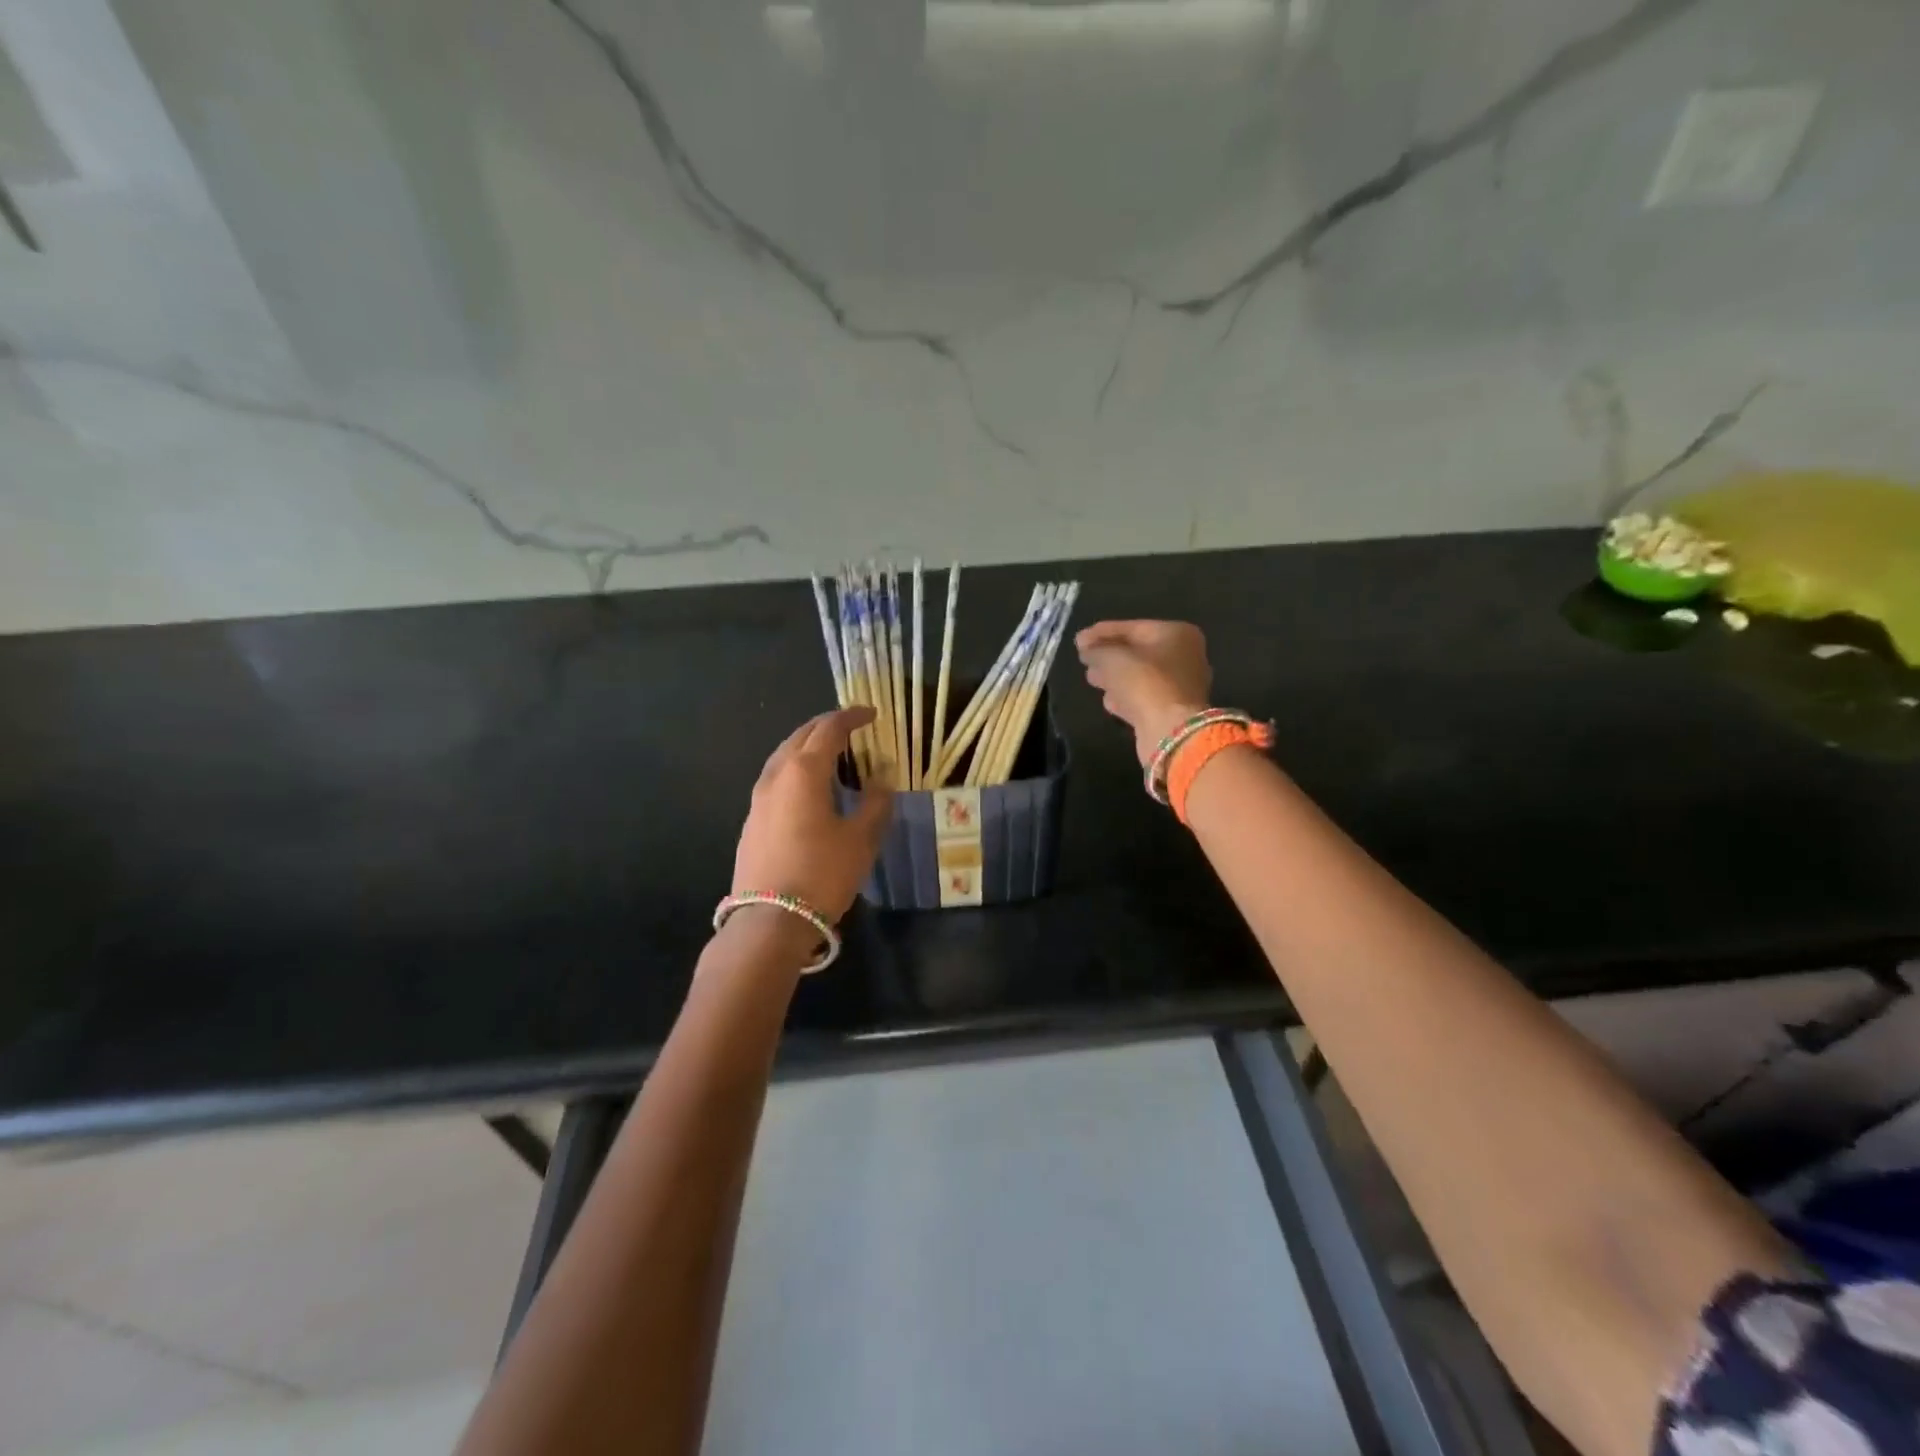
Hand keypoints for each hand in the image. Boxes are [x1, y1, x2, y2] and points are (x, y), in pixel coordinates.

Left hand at [732, 706, 892, 923]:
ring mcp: (758, 799)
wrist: (769, 921)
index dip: (851, 717)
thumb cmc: (822, 873)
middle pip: (801, 736)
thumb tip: (881, 780)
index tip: (871, 715)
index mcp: (804, 771)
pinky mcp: (752, 821)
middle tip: (852, 729)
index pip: (829, 729)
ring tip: (832, 756)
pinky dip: (796, 770)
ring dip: (808, 748)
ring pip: (783, 757)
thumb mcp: (861, 838)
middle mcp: (776, 775)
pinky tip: (809, 789)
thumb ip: (875, 803)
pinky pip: (776, 779)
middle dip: (827, 727)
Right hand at [1075, 620, 1212, 766]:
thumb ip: (1096, 649)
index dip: (1102, 632)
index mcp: (1177, 634)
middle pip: (1137, 652)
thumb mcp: (1112, 658)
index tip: (1078, 640)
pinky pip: (1144, 697)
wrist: (1170, 730)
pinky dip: (1126, 697)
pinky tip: (1109, 700)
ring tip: (1092, 678)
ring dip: (1115, 677)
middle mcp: (1185, 656)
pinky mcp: (1172, 711)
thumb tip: (1086, 649)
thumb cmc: (1144, 682)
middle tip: (1084, 659)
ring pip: (1139, 676)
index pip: (1132, 628)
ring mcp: (1181, 686)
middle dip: (1109, 655)